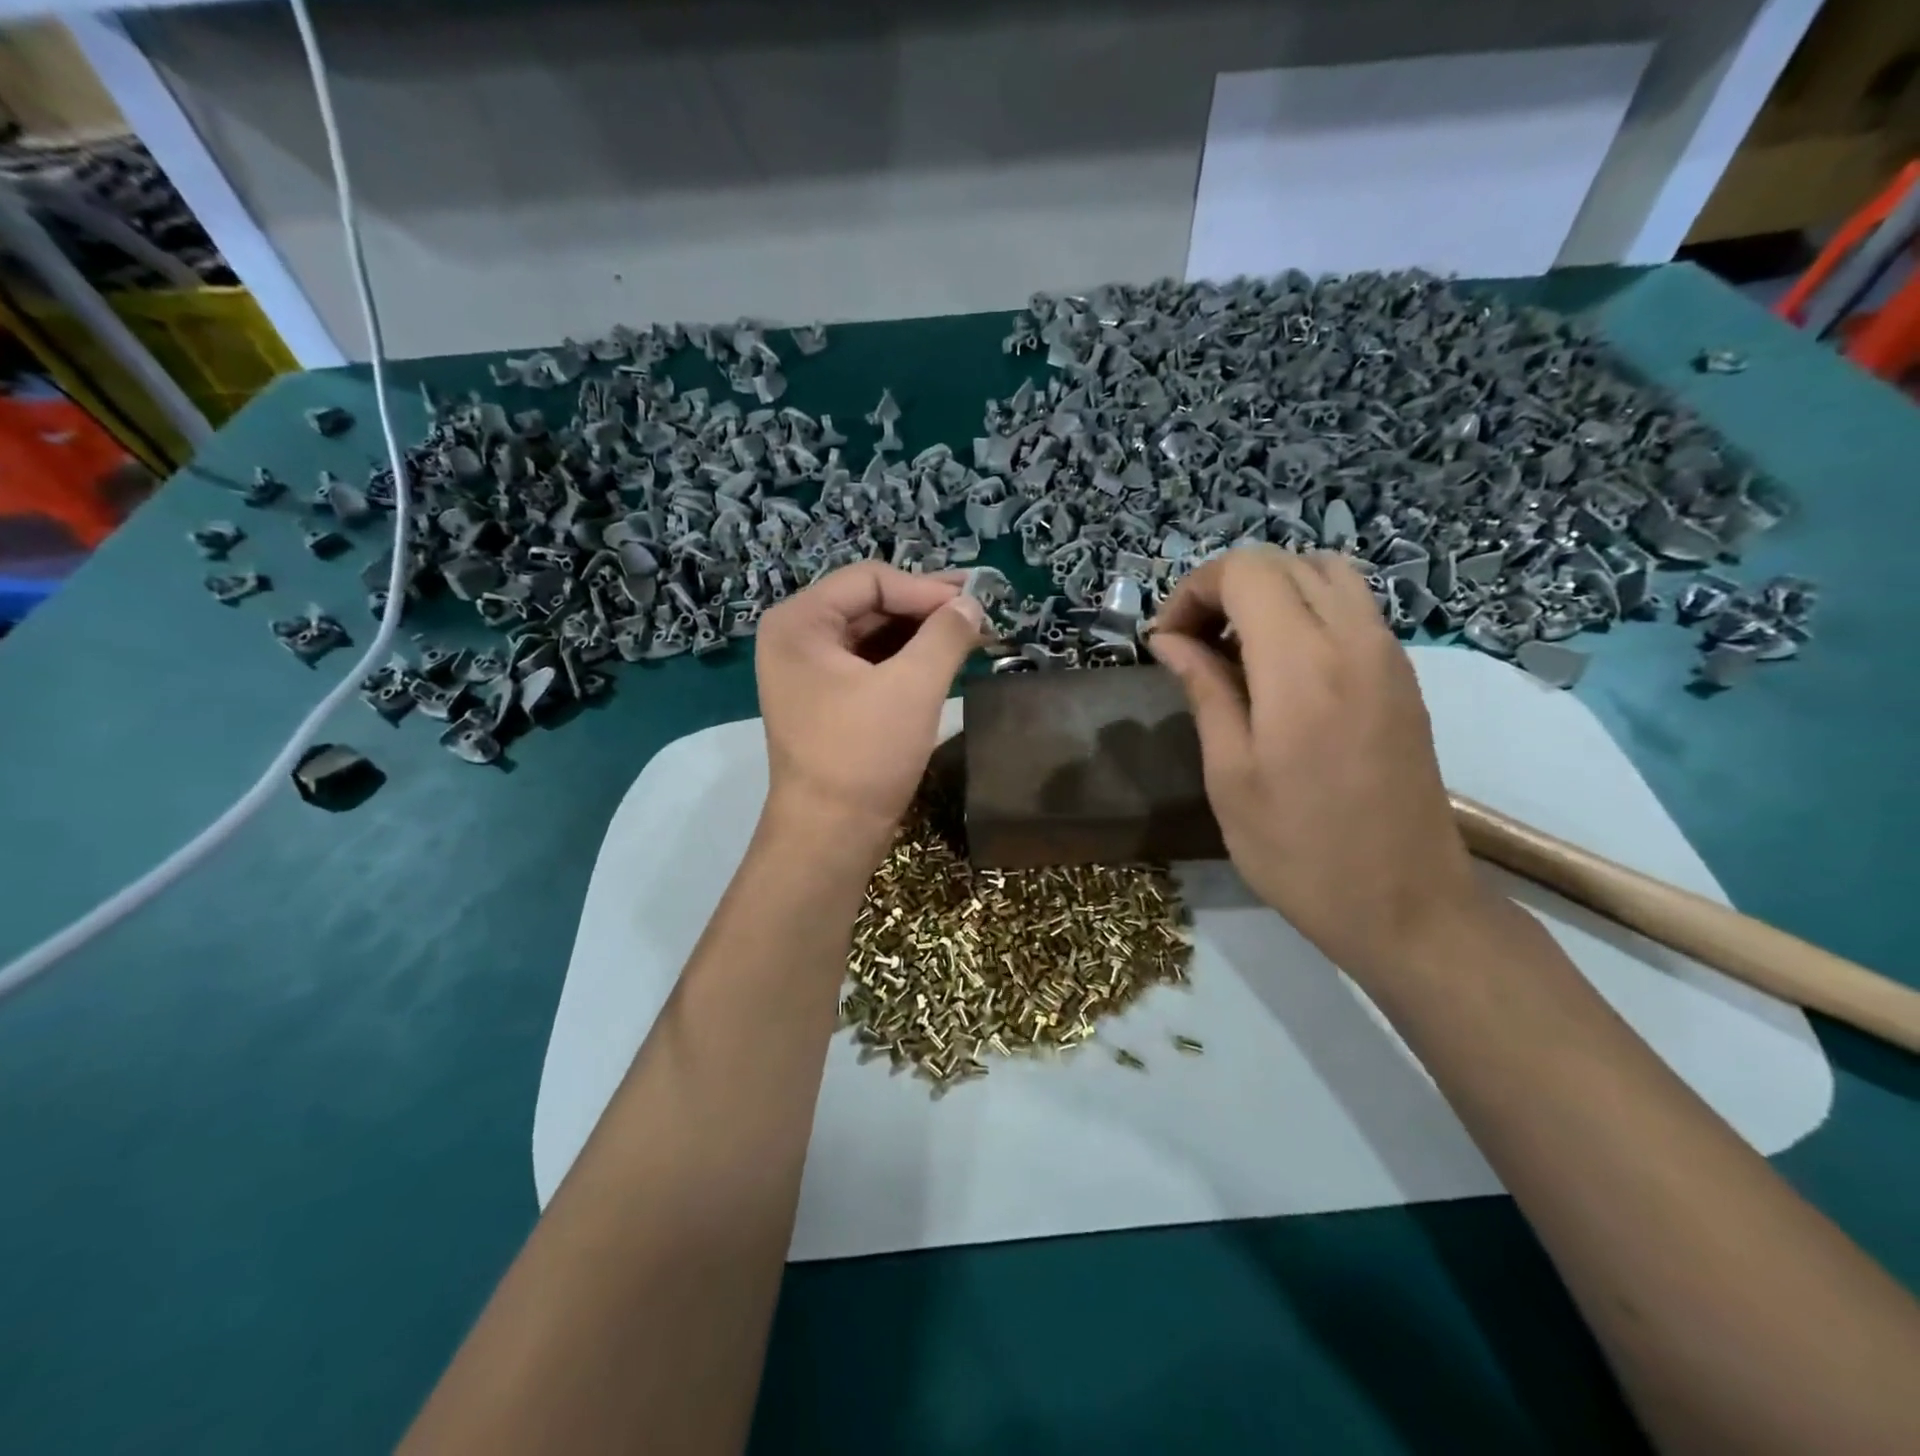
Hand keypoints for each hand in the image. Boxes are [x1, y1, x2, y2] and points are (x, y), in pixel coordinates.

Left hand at [754, 562, 987, 860]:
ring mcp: (809, 671)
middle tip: (980, 614)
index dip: (926, 588)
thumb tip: (972, 605)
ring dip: (922, 634)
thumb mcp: (912, 687)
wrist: (831, 835)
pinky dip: (908, 660)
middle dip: (926, 609)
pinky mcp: (827, 699)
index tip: (975, 605)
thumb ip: (945, 634)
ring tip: (971, 637)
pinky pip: (871, 663)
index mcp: (800, 623)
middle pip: (871, 603)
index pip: (871, 580)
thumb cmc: (864, 756)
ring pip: (874, 634)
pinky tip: (945, 662)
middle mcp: (797, 638)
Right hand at [1148, 545, 1486, 979]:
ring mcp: (1388, 655)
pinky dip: (1305, 610)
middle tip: (1192, 642)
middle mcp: (1354, 640)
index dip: (1193, 591)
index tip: (1165, 641)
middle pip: (1284, 562)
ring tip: (1235, 648)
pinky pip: (1351, 607)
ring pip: (1325, 574)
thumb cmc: (1299, 849)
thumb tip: (1169, 639)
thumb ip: (1203, 689)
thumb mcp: (1229, 773)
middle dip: (1225, 586)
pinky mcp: (1402, 676)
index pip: (1245, 571)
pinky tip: (1279, 667)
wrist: (1405, 903)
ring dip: (1269, 592)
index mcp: (1302, 665)